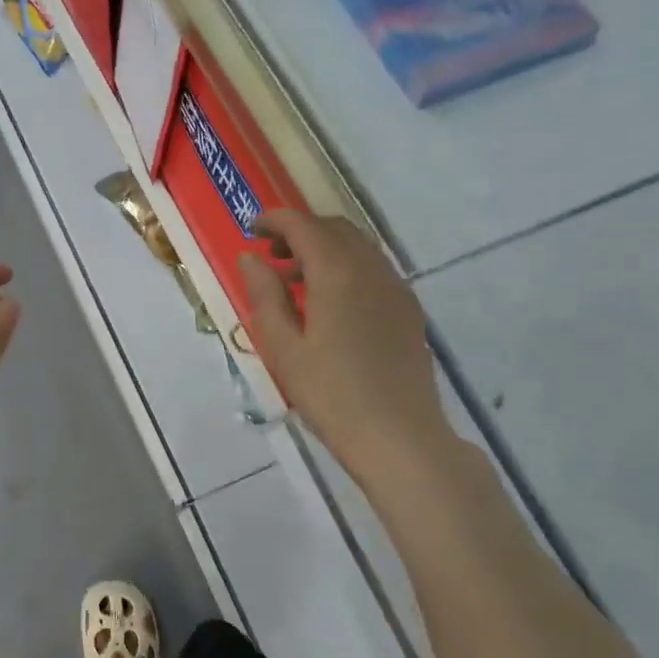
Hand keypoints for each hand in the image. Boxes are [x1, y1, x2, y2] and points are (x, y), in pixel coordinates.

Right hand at [239, 211, 451, 484]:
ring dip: (325, 248)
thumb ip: (265, 296)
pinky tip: (331, 303)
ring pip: (358, 247)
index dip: (275, 220)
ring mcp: (396, 288)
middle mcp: (371, 269)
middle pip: (335, 228)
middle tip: (271, 254)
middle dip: (300, 231)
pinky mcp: (408, 310)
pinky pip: (374, 269)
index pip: (303, 225)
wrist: (400, 437)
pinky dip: (347, 267)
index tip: (252, 229)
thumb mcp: (283, 348)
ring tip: (296, 280)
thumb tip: (250, 257)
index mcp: (337, 273)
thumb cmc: (331, 395)